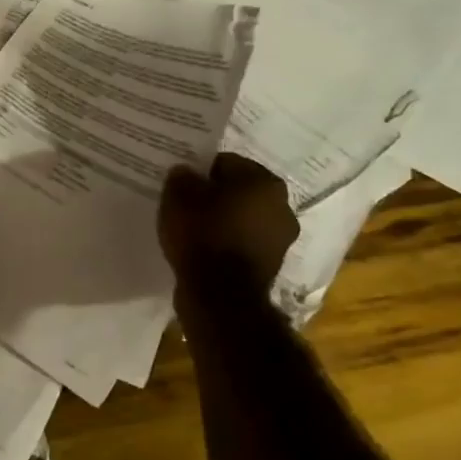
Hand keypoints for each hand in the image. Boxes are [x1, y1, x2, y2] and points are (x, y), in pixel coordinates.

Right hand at [158, 155, 298, 289]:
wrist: (221, 296)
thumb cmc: (202, 236)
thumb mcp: (178, 198)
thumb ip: (181, 178)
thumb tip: (186, 172)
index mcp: (264, 181)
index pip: (226, 163)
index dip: (199, 171)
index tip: (181, 185)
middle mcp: (282, 205)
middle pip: (239, 191)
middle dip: (215, 196)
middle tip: (186, 206)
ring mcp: (281, 237)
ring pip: (243, 218)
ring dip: (224, 221)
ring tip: (194, 231)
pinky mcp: (273, 263)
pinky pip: (244, 243)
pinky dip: (228, 243)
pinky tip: (206, 251)